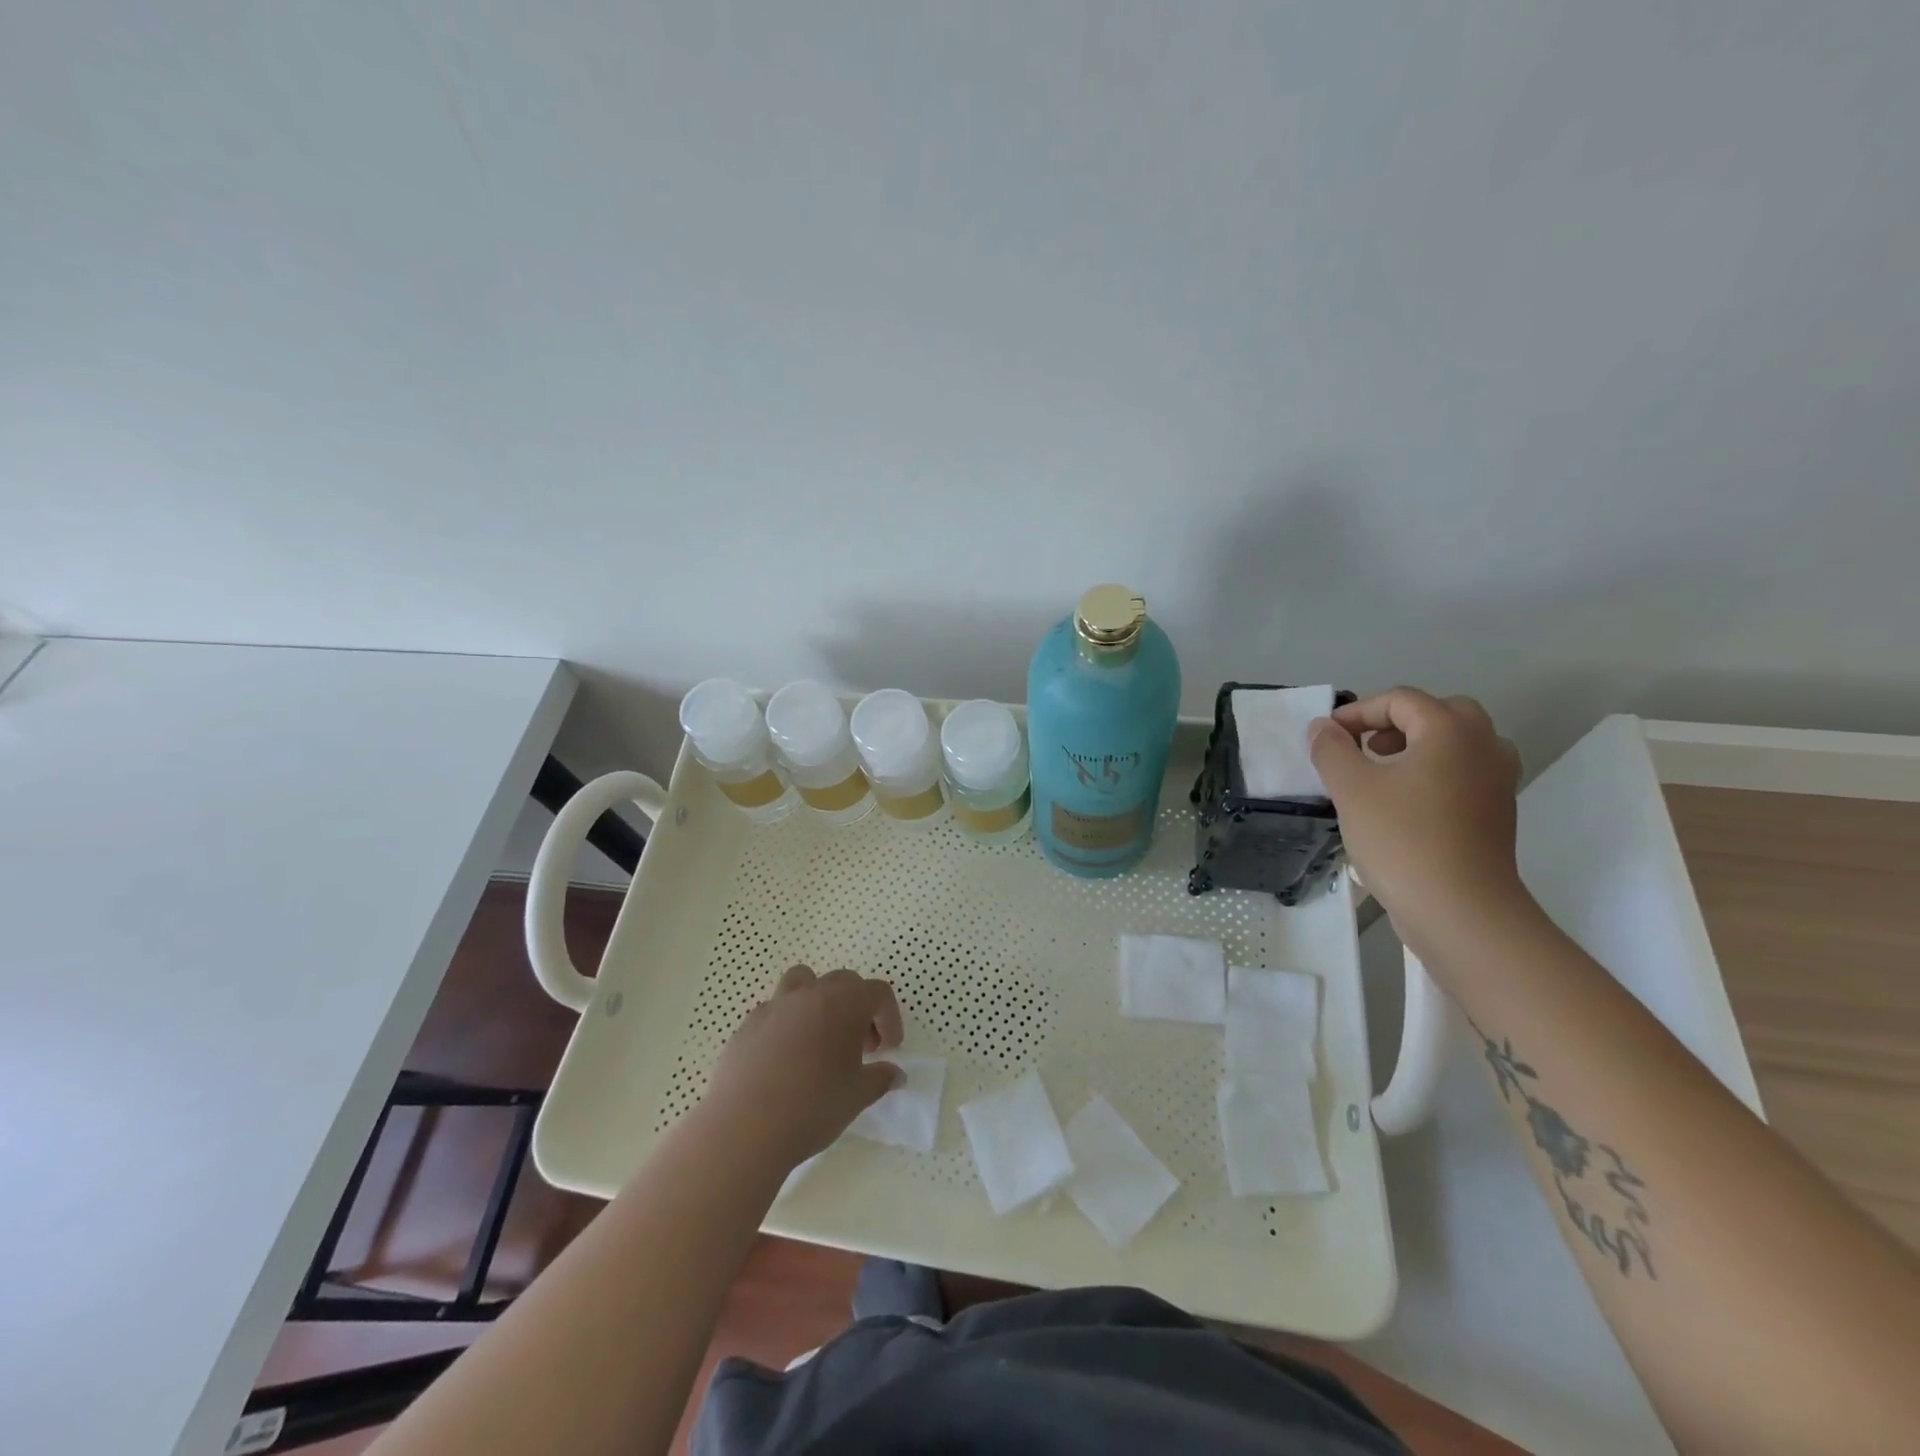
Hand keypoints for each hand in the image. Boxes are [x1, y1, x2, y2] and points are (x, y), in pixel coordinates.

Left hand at [703, 965, 904, 1166]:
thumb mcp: (858, 1096)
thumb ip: (881, 1078)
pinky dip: (786, 1023)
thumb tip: (895, 1073)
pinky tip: (785, 1058)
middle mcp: (811, 994)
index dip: (889, 1017)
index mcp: (845, 1003)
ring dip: (818, 1001)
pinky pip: (774, 1010)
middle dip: (858, 1008)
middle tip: (859, 1047)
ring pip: (803, 982)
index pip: (878, 993)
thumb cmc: (813, 1107)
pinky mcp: (748, 1024)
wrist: (745, 1127)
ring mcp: (776, 1005)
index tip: (888, 1049)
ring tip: (819, 1037)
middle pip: (844, 982)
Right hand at [1308, 688, 1530, 959]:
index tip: (1327, 738)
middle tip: (1364, 749)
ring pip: (1456, 745)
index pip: (1400, 700)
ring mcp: (1497, 781)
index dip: (1358, 712)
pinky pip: (1463, 774)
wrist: (1460, 909)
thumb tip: (1323, 727)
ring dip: (1417, 748)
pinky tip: (1403, 806)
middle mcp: (1483, 746)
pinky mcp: (1497, 813)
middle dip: (1395, 724)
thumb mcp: (1350, 788)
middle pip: (1439, 714)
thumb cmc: (1401, 838)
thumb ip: (1331, 749)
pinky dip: (1433, 775)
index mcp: (1450, 730)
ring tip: (1381, 776)